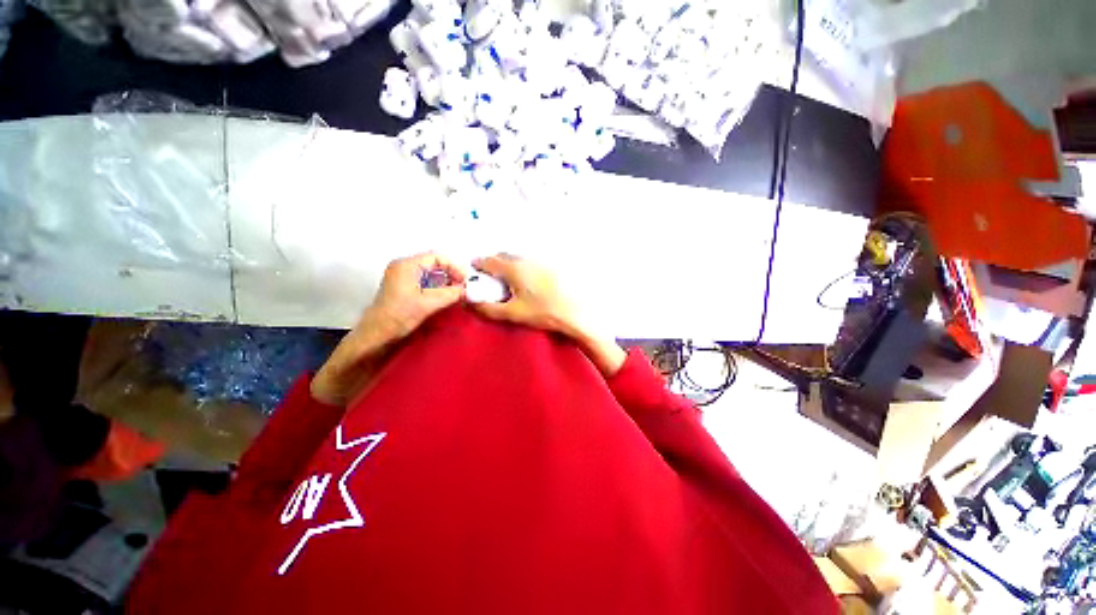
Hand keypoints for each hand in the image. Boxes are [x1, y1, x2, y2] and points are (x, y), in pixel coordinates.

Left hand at [311, 253, 465, 404]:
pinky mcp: (403, 288)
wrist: (376, 337)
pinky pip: (426, 282)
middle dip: (451, 274)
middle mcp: (403, 267)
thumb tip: (467, 289)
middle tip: (463, 287)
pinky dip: (438, 287)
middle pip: (434, 263)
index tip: (465, 281)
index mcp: (406, 265)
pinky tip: (445, 297)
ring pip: (431, 273)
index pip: (437, 257)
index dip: (454, 267)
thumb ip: (451, 293)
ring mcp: (402, 278)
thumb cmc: (398, 317)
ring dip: (445, 281)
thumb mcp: (429, 303)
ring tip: (457, 293)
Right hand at [471, 254, 625, 375]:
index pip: (490, 261)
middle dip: (494, 262)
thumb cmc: (543, 312)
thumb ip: (489, 309)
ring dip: (509, 263)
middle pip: (504, 256)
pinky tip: (527, 279)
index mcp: (514, 269)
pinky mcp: (551, 266)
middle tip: (490, 274)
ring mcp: (541, 261)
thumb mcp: (513, 313)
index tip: (474, 267)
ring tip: (508, 277)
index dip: (479, 263)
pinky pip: (531, 261)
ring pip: (519, 257)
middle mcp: (526, 261)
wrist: (575, 312)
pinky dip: (523, 266)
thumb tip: (471, 304)